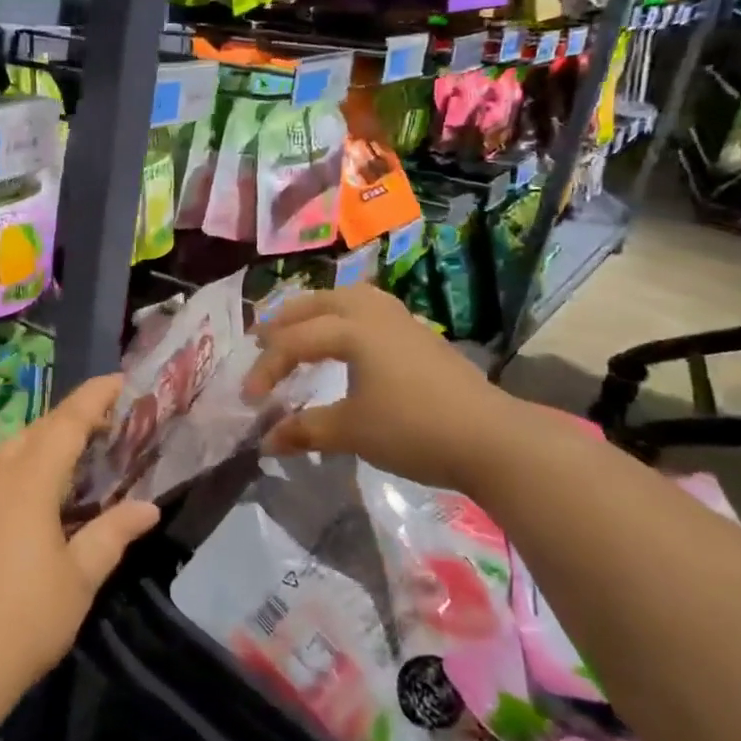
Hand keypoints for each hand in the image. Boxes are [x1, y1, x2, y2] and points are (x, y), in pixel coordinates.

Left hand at [0, 377, 160, 705]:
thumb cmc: (25, 618)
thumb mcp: (80, 577)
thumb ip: (112, 534)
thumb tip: (147, 508)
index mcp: (28, 482)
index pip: (66, 423)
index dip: (93, 398)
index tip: (118, 380)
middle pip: (34, 431)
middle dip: (69, 418)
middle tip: (103, 421)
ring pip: (9, 453)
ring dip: (42, 443)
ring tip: (72, 456)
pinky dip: (21, 472)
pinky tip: (34, 502)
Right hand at [243, 285, 520, 491]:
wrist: (491, 439)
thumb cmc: (414, 430)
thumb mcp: (351, 431)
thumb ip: (305, 430)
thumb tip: (265, 442)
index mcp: (351, 329)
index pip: (294, 342)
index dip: (266, 368)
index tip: (249, 399)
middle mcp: (372, 312)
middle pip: (317, 304)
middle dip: (284, 321)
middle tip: (259, 340)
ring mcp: (400, 319)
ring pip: (346, 298)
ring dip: (316, 311)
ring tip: (299, 328)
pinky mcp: (419, 333)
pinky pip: (368, 309)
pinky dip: (343, 316)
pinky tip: (347, 337)